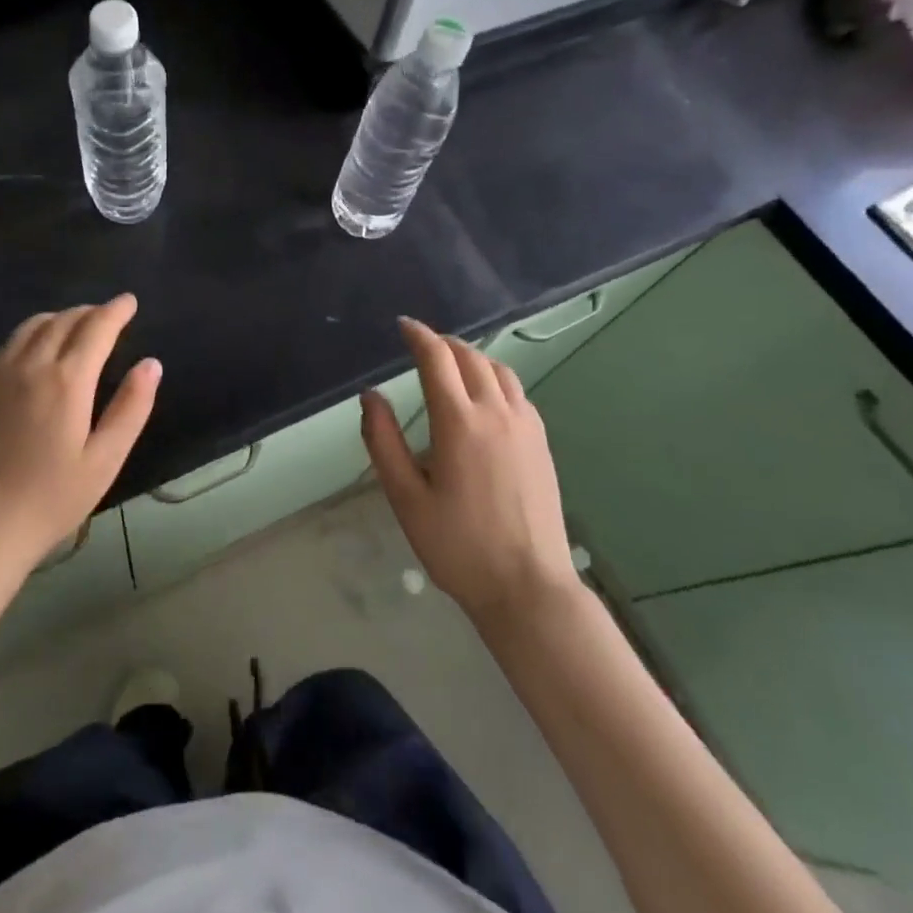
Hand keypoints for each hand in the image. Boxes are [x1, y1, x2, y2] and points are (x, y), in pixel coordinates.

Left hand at [0, 294, 160, 578]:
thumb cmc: (50, 498)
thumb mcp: (104, 460)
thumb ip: (131, 408)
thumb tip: (151, 364)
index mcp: (66, 380)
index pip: (96, 328)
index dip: (116, 311)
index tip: (129, 301)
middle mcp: (30, 364)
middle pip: (63, 320)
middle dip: (90, 312)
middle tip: (108, 316)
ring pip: (32, 326)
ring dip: (60, 318)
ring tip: (76, 326)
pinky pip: (9, 344)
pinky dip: (32, 334)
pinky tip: (36, 351)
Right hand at [361, 317, 581, 625]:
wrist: (528, 588)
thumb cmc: (458, 546)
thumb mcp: (405, 497)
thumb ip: (383, 441)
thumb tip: (370, 396)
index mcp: (459, 422)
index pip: (437, 359)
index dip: (418, 335)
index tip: (403, 325)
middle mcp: (496, 413)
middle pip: (470, 357)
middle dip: (443, 343)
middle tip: (421, 344)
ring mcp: (525, 426)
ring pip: (499, 370)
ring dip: (471, 356)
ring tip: (451, 362)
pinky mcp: (541, 443)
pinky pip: (517, 391)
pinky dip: (494, 377)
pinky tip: (484, 396)